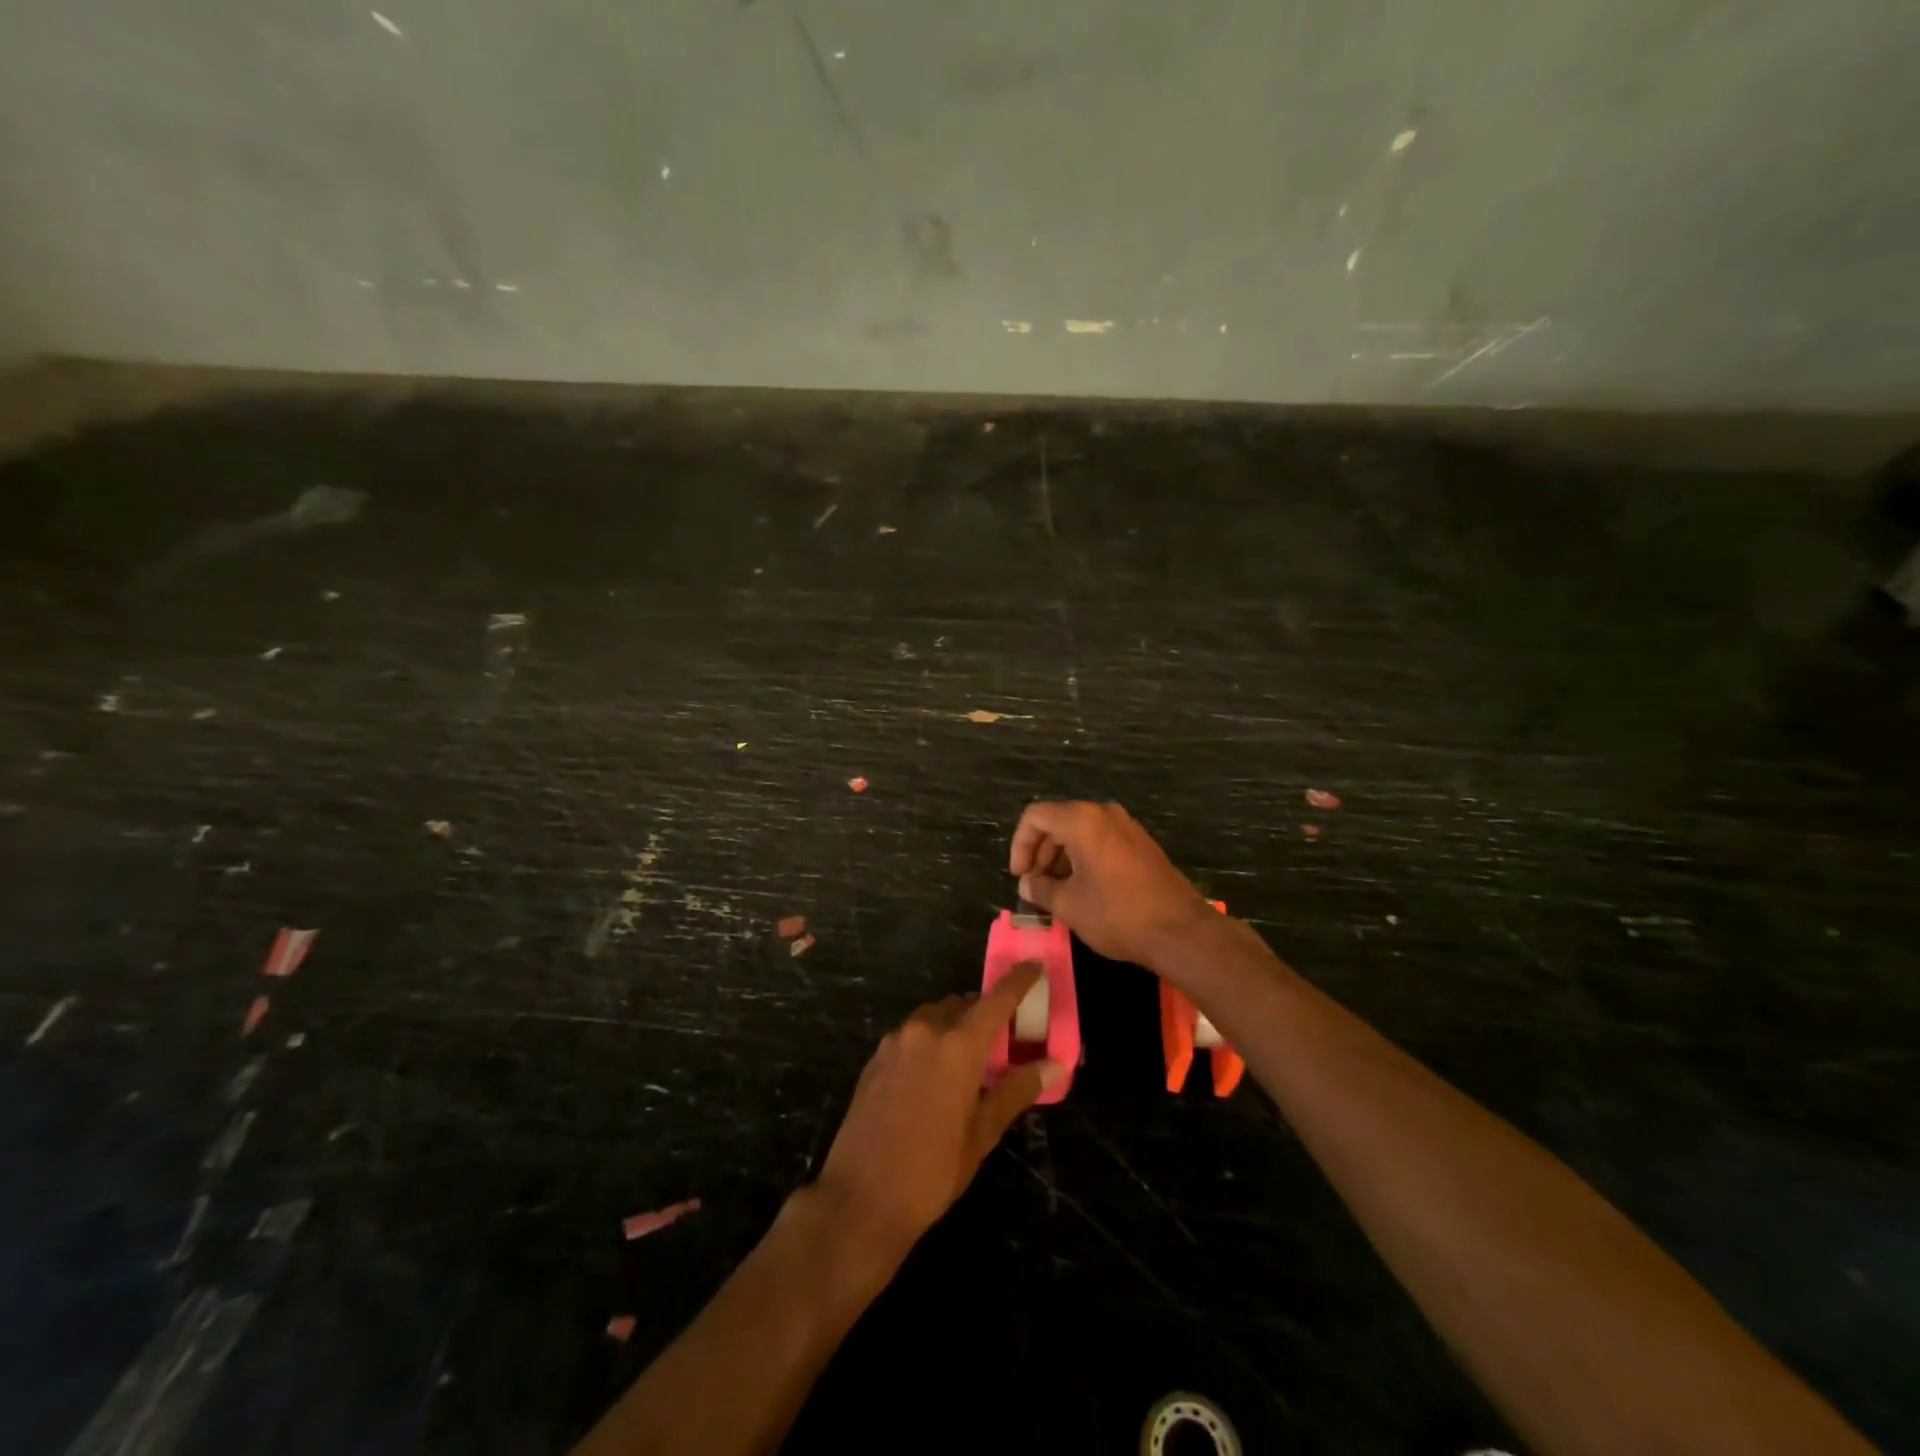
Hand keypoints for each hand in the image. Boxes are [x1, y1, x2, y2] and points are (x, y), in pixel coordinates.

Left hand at [815, 966, 1063, 1253]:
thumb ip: (1016, 1090)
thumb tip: (1054, 1065)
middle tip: (1003, 1039)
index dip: (1018, 981)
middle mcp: (925, 1031)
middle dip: (985, 1012)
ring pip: (935, 1017)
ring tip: (969, 1060)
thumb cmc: (931, 1171)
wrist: (860, 1199)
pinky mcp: (875, 1058)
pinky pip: (912, 1034)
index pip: (996, 999)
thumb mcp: (982, 1134)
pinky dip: (930, 1040)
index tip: (1034, 966)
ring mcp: (895, 1042)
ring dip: (955, 1025)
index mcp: (957, 1046)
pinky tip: (934, 1075)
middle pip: (963, 1004)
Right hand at [1009, 800, 1213, 966]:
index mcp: (1081, 820)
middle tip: (1035, 887)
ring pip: (1080, 832)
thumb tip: (1027, 884)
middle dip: (1040, 853)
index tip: (1021, 877)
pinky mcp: (1141, 844)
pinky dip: (1083, 859)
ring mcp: (1127, 827)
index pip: (1035, 817)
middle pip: (1057, 822)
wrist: (1180, 931)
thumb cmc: (1117, 914)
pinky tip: (1082, 890)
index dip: (1020, 845)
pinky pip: (1101, 841)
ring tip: (1056, 893)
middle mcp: (1104, 814)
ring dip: (1061, 858)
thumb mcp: (1069, 905)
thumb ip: (1041, 889)